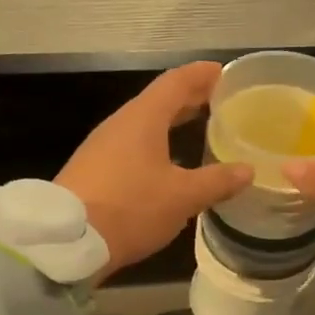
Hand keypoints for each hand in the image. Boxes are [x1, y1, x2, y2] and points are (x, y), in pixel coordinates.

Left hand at [57, 62, 253, 281]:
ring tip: (198, 128)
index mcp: (142, 119)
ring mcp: (102, 147)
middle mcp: (120, 125)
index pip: (176, 82)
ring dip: (171, 123)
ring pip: (144, 125)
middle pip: (159, 101)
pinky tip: (167, 164)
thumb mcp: (182, 197)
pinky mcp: (94, 171)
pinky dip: (156, 144)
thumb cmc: (130, 208)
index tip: (225, 73)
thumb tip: (248, 170)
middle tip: (219, 101)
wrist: (66, 241)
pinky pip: (131, 146)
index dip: (202, 75)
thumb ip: (217, 181)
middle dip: (190, 99)